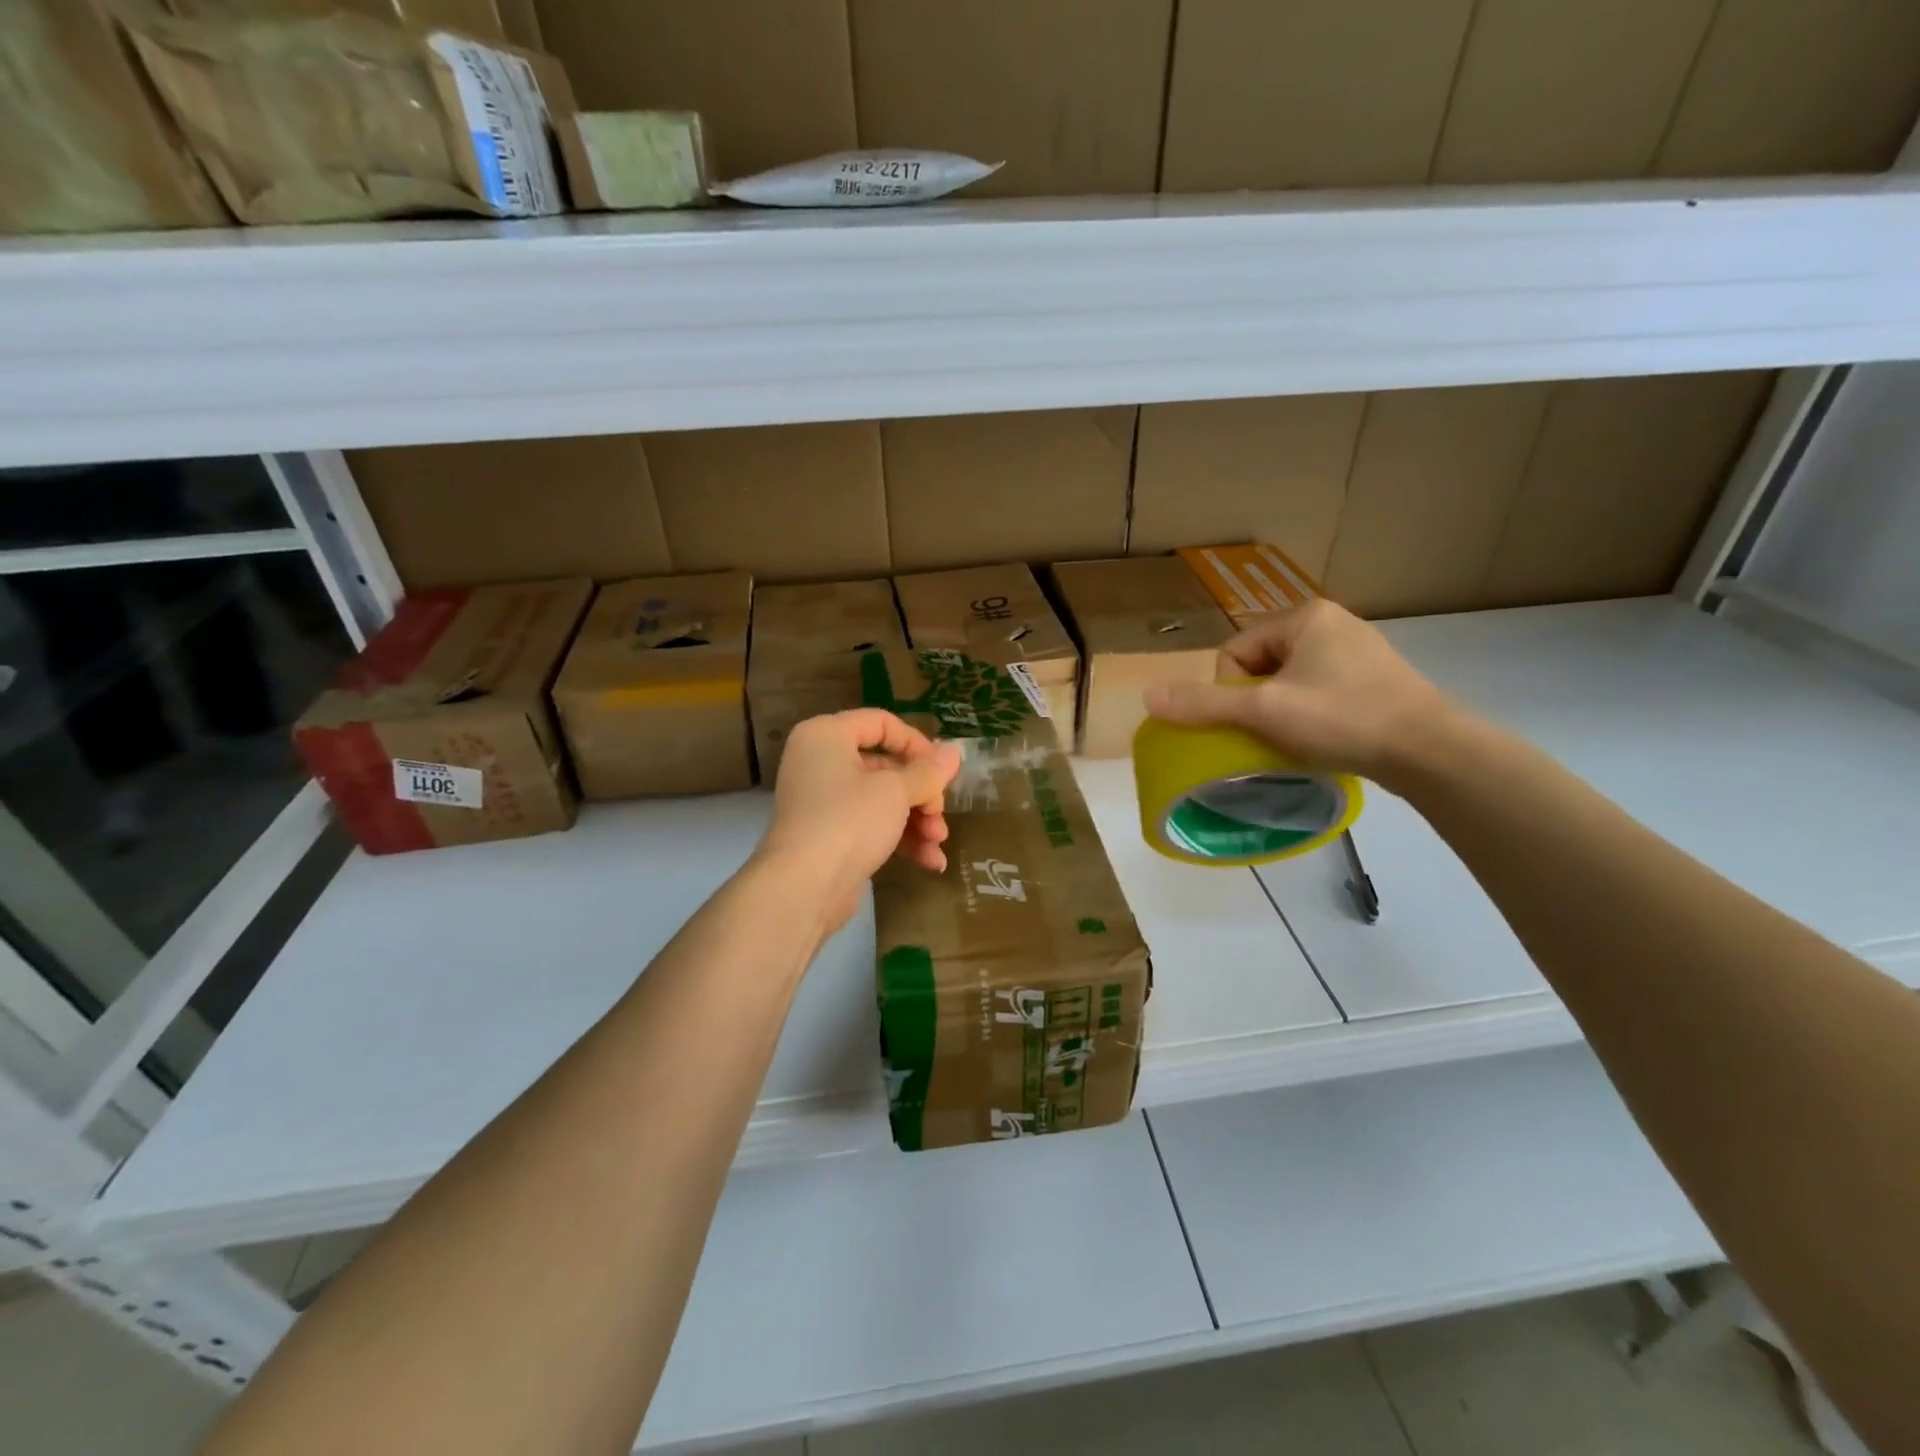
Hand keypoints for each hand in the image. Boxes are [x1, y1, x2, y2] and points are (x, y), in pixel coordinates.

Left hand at [757, 709, 961, 928]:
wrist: (804, 888)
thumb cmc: (849, 821)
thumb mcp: (896, 791)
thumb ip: (928, 772)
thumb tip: (954, 751)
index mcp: (826, 736)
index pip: (881, 723)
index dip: (917, 744)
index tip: (942, 770)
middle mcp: (820, 762)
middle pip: (885, 766)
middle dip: (921, 793)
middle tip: (939, 814)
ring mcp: (823, 802)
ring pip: (882, 800)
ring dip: (916, 819)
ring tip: (938, 842)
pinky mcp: (829, 836)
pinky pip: (870, 826)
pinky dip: (899, 839)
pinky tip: (930, 862)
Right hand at [1144, 598, 1455, 783]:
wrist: (1430, 750)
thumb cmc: (1342, 718)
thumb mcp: (1264, 710)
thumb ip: (1204, 703)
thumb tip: (1148, 696)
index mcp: (1304, 617)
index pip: (1235, 652)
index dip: (1230, 691)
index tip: (1251, 721)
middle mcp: (1332, 623)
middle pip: (1261, 666)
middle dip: (1256, 701)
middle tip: (1270, 734)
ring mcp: (1359, 650)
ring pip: (1290, 682)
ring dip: (1281, 710)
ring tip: (1295, 740)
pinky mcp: (1376, 679)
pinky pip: (1321, 691)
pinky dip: (1311, 714)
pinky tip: (1322, 738)